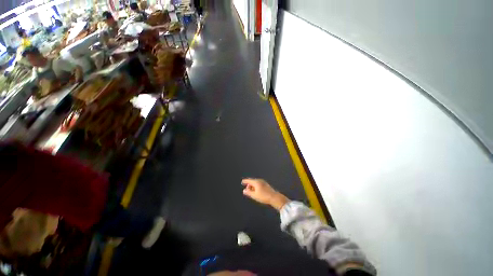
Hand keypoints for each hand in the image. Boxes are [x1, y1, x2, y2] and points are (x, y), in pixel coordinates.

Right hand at [242, 178, 289, 210]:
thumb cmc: (263, 196)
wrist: (274, 197)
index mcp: (256, 182)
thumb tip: (244, 190)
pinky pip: (259, 184)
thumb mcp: (254, 195)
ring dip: (253, 186)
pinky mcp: (266, 185)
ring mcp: (263, 182)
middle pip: (252, 181)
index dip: (245, 181)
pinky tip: (256, 191)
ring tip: (251, 191)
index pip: (249, 180)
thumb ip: (248, 192)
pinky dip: (256, 186)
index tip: (242, 182)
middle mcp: (259, 180)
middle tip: (247, 189)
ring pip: (256, 183)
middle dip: (249, 184)